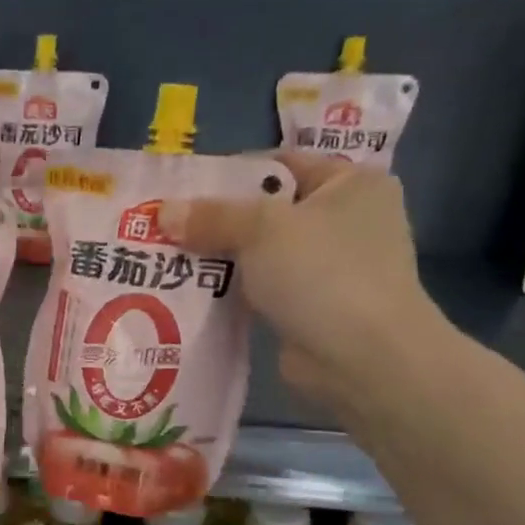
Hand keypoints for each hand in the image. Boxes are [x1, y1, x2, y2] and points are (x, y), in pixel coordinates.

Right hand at [161, 153, 445, 402]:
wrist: (362, 359)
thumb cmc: (322, 273)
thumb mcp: (262, 229)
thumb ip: (211, 216)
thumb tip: (162, 211)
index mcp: (350, 184)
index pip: (280, 166)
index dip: (229, 174)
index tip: (181, 190)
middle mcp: (345, 220)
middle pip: (266, 210)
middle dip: (216, 221)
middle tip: (165, 227)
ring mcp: (329, 267)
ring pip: (260, 252)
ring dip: (219, 258)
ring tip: (166, 259)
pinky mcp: (311, 307)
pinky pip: (261, 288)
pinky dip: (231, 290)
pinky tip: (189, 292)